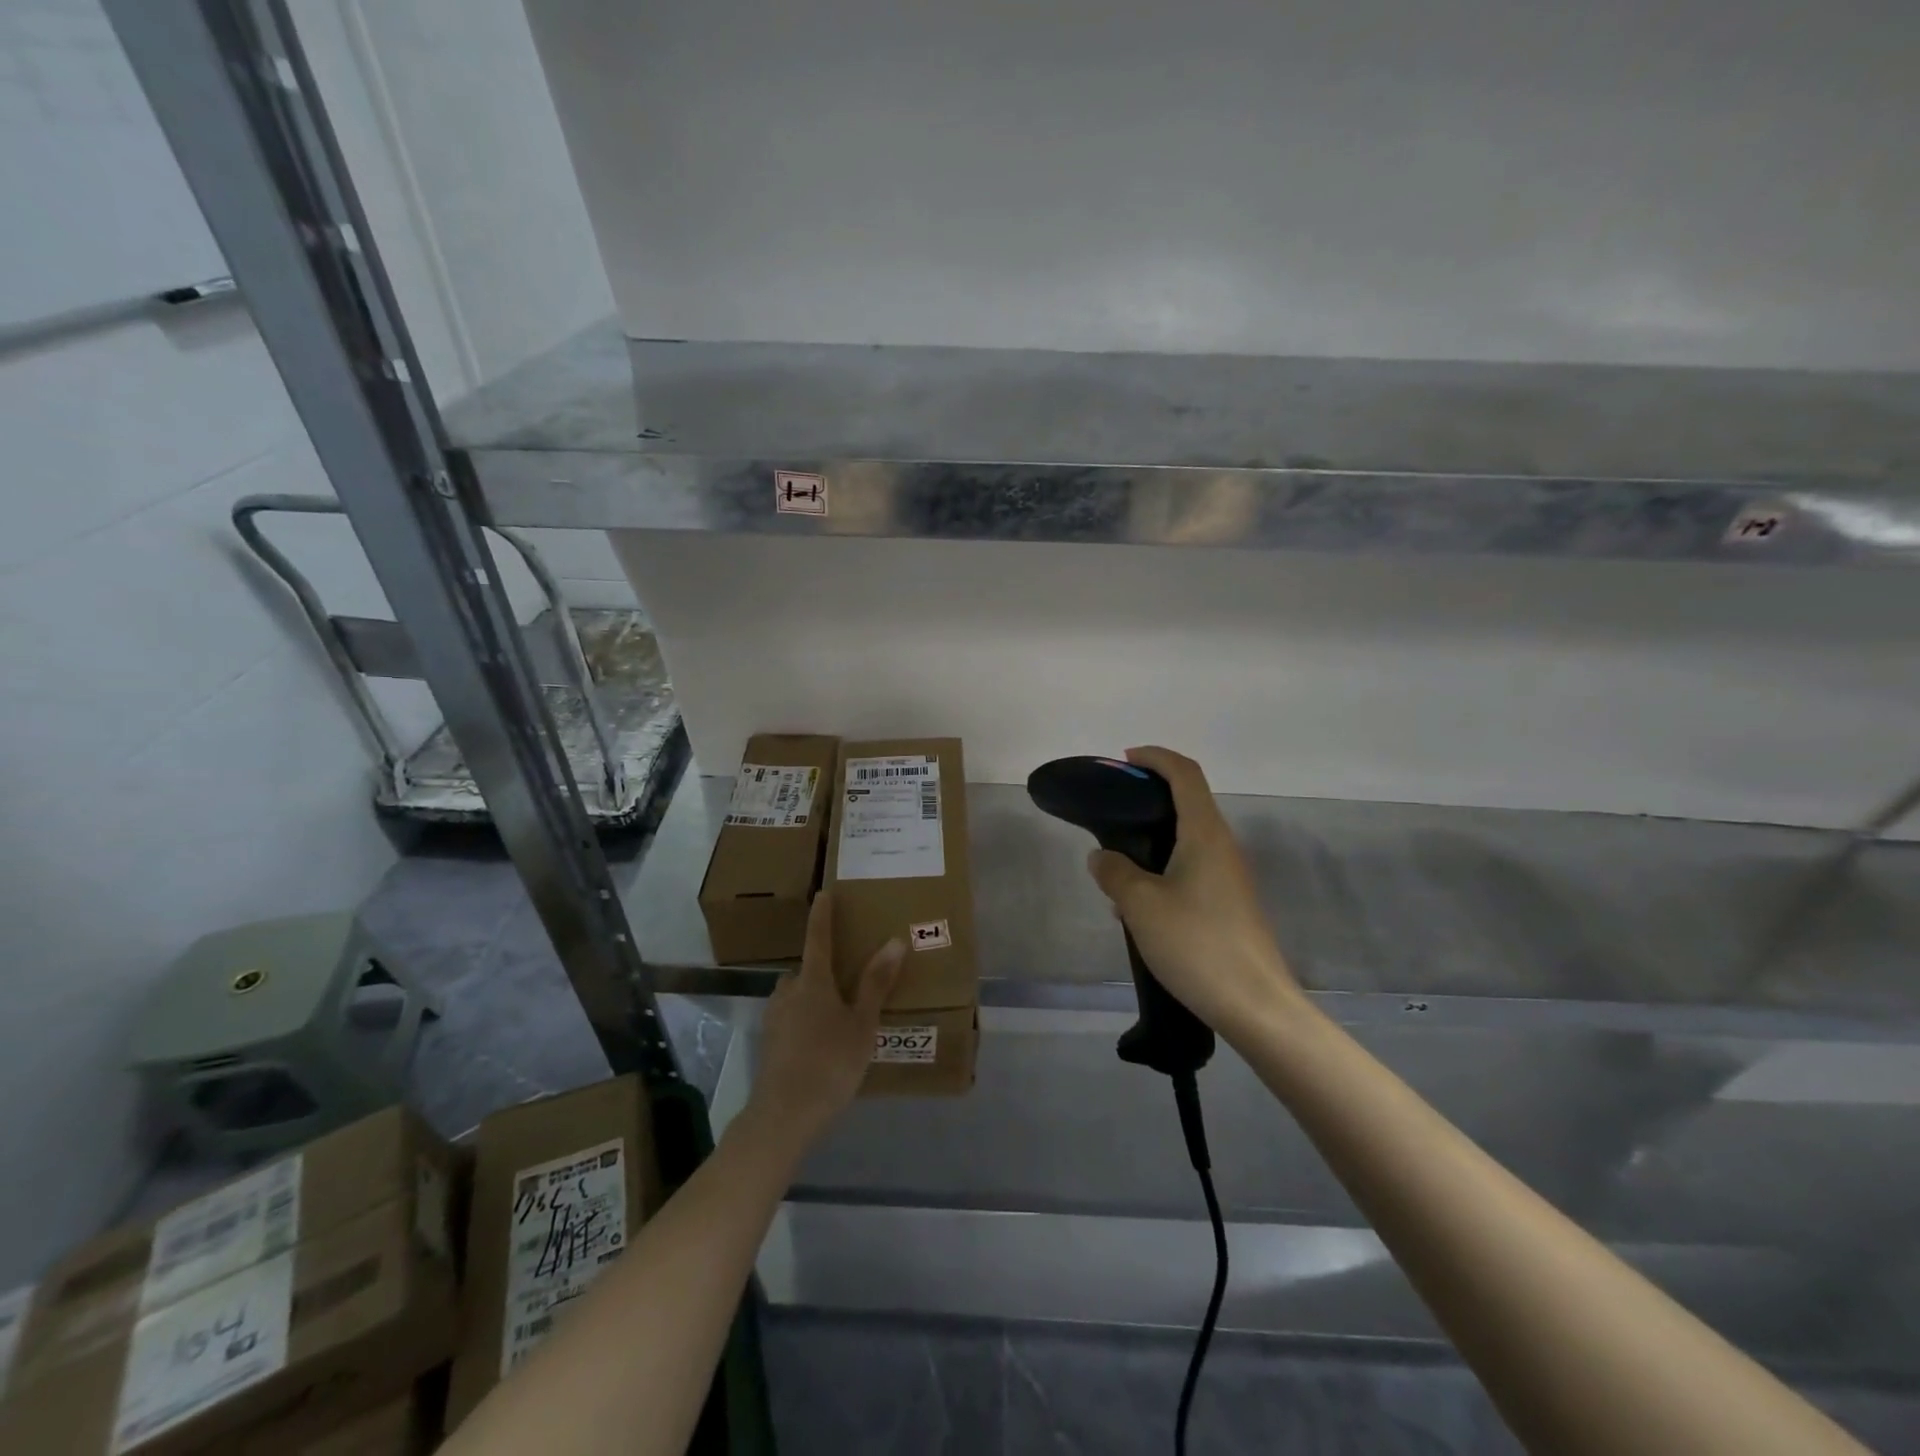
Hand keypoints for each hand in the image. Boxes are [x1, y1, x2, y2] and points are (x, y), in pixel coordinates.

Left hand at [748, 890, 903, 1148]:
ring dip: (811, 997)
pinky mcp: (769, 1043)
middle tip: (845, 980)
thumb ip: (875, 983)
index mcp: (813, 981)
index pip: (818, 938)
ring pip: (795, 996)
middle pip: (805, 971)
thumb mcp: (862, 1024)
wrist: (784, 1115)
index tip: (823, 893)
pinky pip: (790, 1018)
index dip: (822, 915)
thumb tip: (893, 941)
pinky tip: (820, 1042)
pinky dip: (804, 1020)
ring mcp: (774, 1018)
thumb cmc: (830, 1062)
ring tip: (836, 1015)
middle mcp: (788, 992)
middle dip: (822, 970)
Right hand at [1085, 747, 1305, 1036]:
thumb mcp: (1141, 905)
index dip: (1154, 758)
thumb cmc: (1197, 945)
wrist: (1256, 1006)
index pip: (1184, 774)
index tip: (1123, 761)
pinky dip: (1162, 869)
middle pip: (1187, 802)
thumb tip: (1102, 857)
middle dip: (1148, 798)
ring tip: (1116, 866)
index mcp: (1205, 833)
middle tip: (1110, 813)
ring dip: (1151, 840)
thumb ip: (1115, 872)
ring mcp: (1230, 876)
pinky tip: (1138, 905)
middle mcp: (1222, 846)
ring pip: (1186, 840)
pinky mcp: (1229, 904)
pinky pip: (1191, 869)